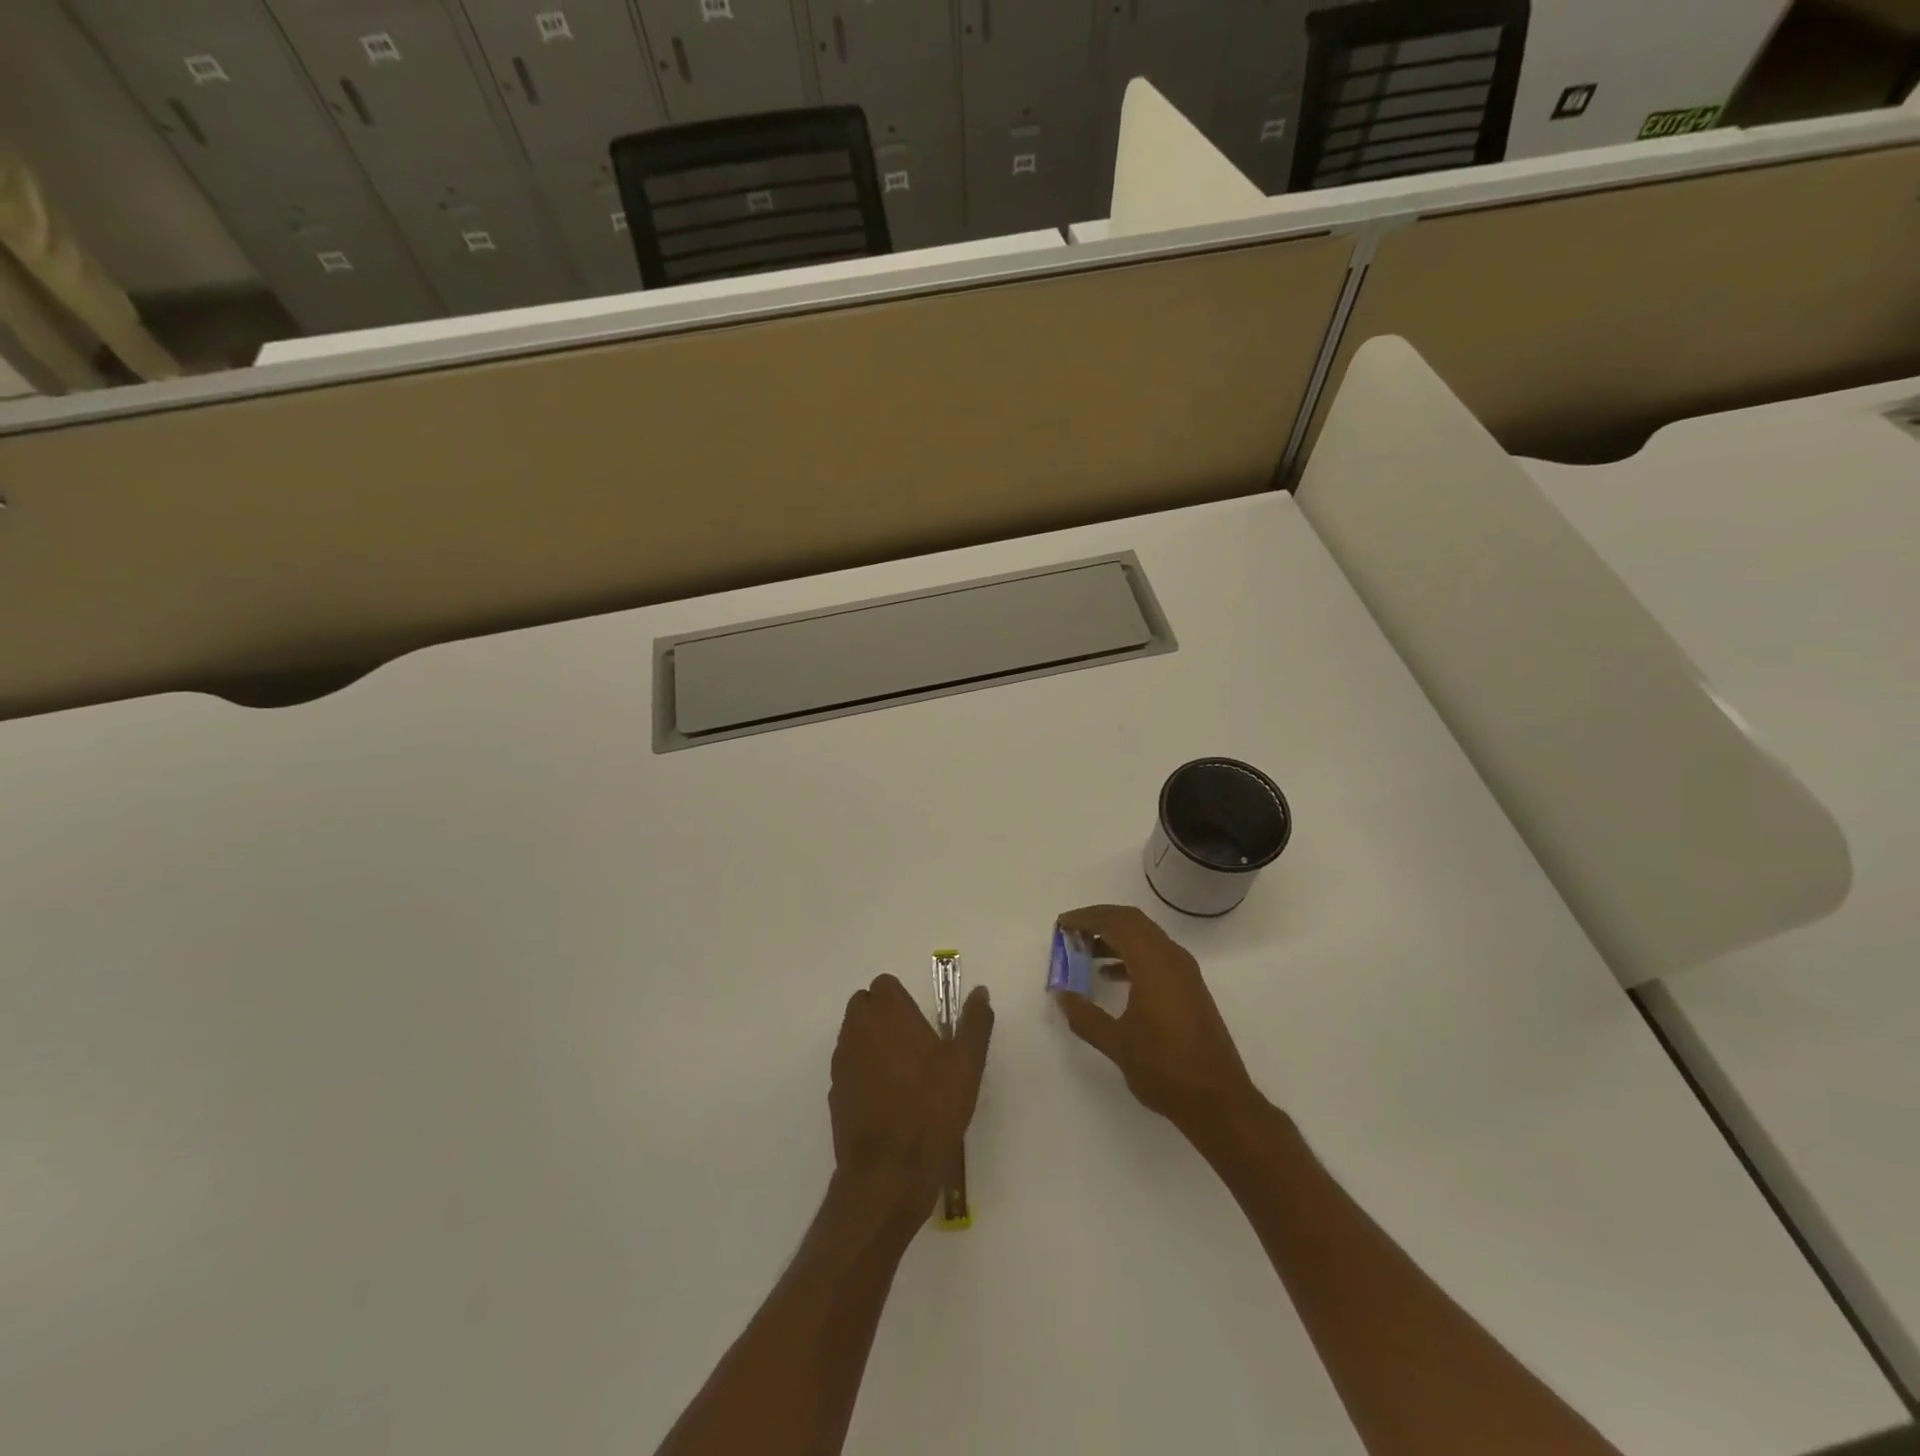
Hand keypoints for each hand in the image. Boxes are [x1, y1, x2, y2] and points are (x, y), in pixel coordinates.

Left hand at [829, 973, 993, 1225]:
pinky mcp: (835, 1094)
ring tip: (902, 1072)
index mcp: (889, 1013)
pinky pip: (848, 1068)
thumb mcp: (967, 1063)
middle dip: (882, 1016)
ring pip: (852, 1036)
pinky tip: (886, 1099)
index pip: (884, 985)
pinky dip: (862, 1073)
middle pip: (863, 1006)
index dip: (901, 998)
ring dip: (870, 1042)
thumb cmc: (933, 1107)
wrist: (890, 1170)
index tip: (921, 1020)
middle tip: (912, 1042)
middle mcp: (858, 1029)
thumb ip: (974, 1022)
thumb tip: (980, 992)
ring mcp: (842, 1062)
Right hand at [1053, 905, 1260, 1145]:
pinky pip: (1155, 955)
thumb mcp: (1117, 1044)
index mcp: (1154, 964)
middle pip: (1132, 922)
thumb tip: (1061, 995)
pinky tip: (1110, 976)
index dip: (1087, 918)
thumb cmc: (1165, 1069)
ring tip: (1084, 951)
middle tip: (1071, 932)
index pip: (1117, 923)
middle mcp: (1172, 958)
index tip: (1062, 924)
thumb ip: (1084, 1016)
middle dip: (1100, 921)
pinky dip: (1130, 955)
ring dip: (1115, 937)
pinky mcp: (1189, 988)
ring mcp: (1184, 972)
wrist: (1219, 1101)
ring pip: (1145, 937)